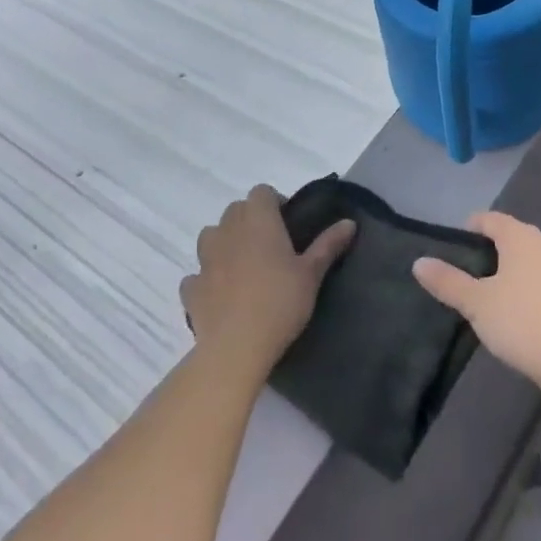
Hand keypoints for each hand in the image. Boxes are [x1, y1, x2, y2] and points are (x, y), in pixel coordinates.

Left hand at [180, 185, 355, 375]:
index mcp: (258, 221)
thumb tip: (349, 222)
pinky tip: (221, 293)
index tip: (288, 224)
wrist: (235, 349)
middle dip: (250, 220)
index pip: (262, 192)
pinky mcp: (191, 288)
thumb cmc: (280, 303)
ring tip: (243, 265)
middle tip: (271, 245)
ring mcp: (205, 259)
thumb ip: (328, 245)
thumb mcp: (312, 274)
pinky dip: (207, 278)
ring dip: (224, 242)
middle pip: (235, 209)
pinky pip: (197, 273)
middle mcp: (228, 231)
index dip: (274, 202)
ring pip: (211, 236)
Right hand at [411, 212, 540, 398]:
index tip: (454, 243)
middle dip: (490, 247)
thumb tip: (419, 262)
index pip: (491, 219)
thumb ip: (448, 282)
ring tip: (489, 289)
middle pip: (511, 235)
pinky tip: (516, 306)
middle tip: (467, 268)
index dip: (471, 226)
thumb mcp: (477, 303)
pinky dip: (526, 281)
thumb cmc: (521, 321)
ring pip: (529, 255)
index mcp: (520, 237)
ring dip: (510, 265)